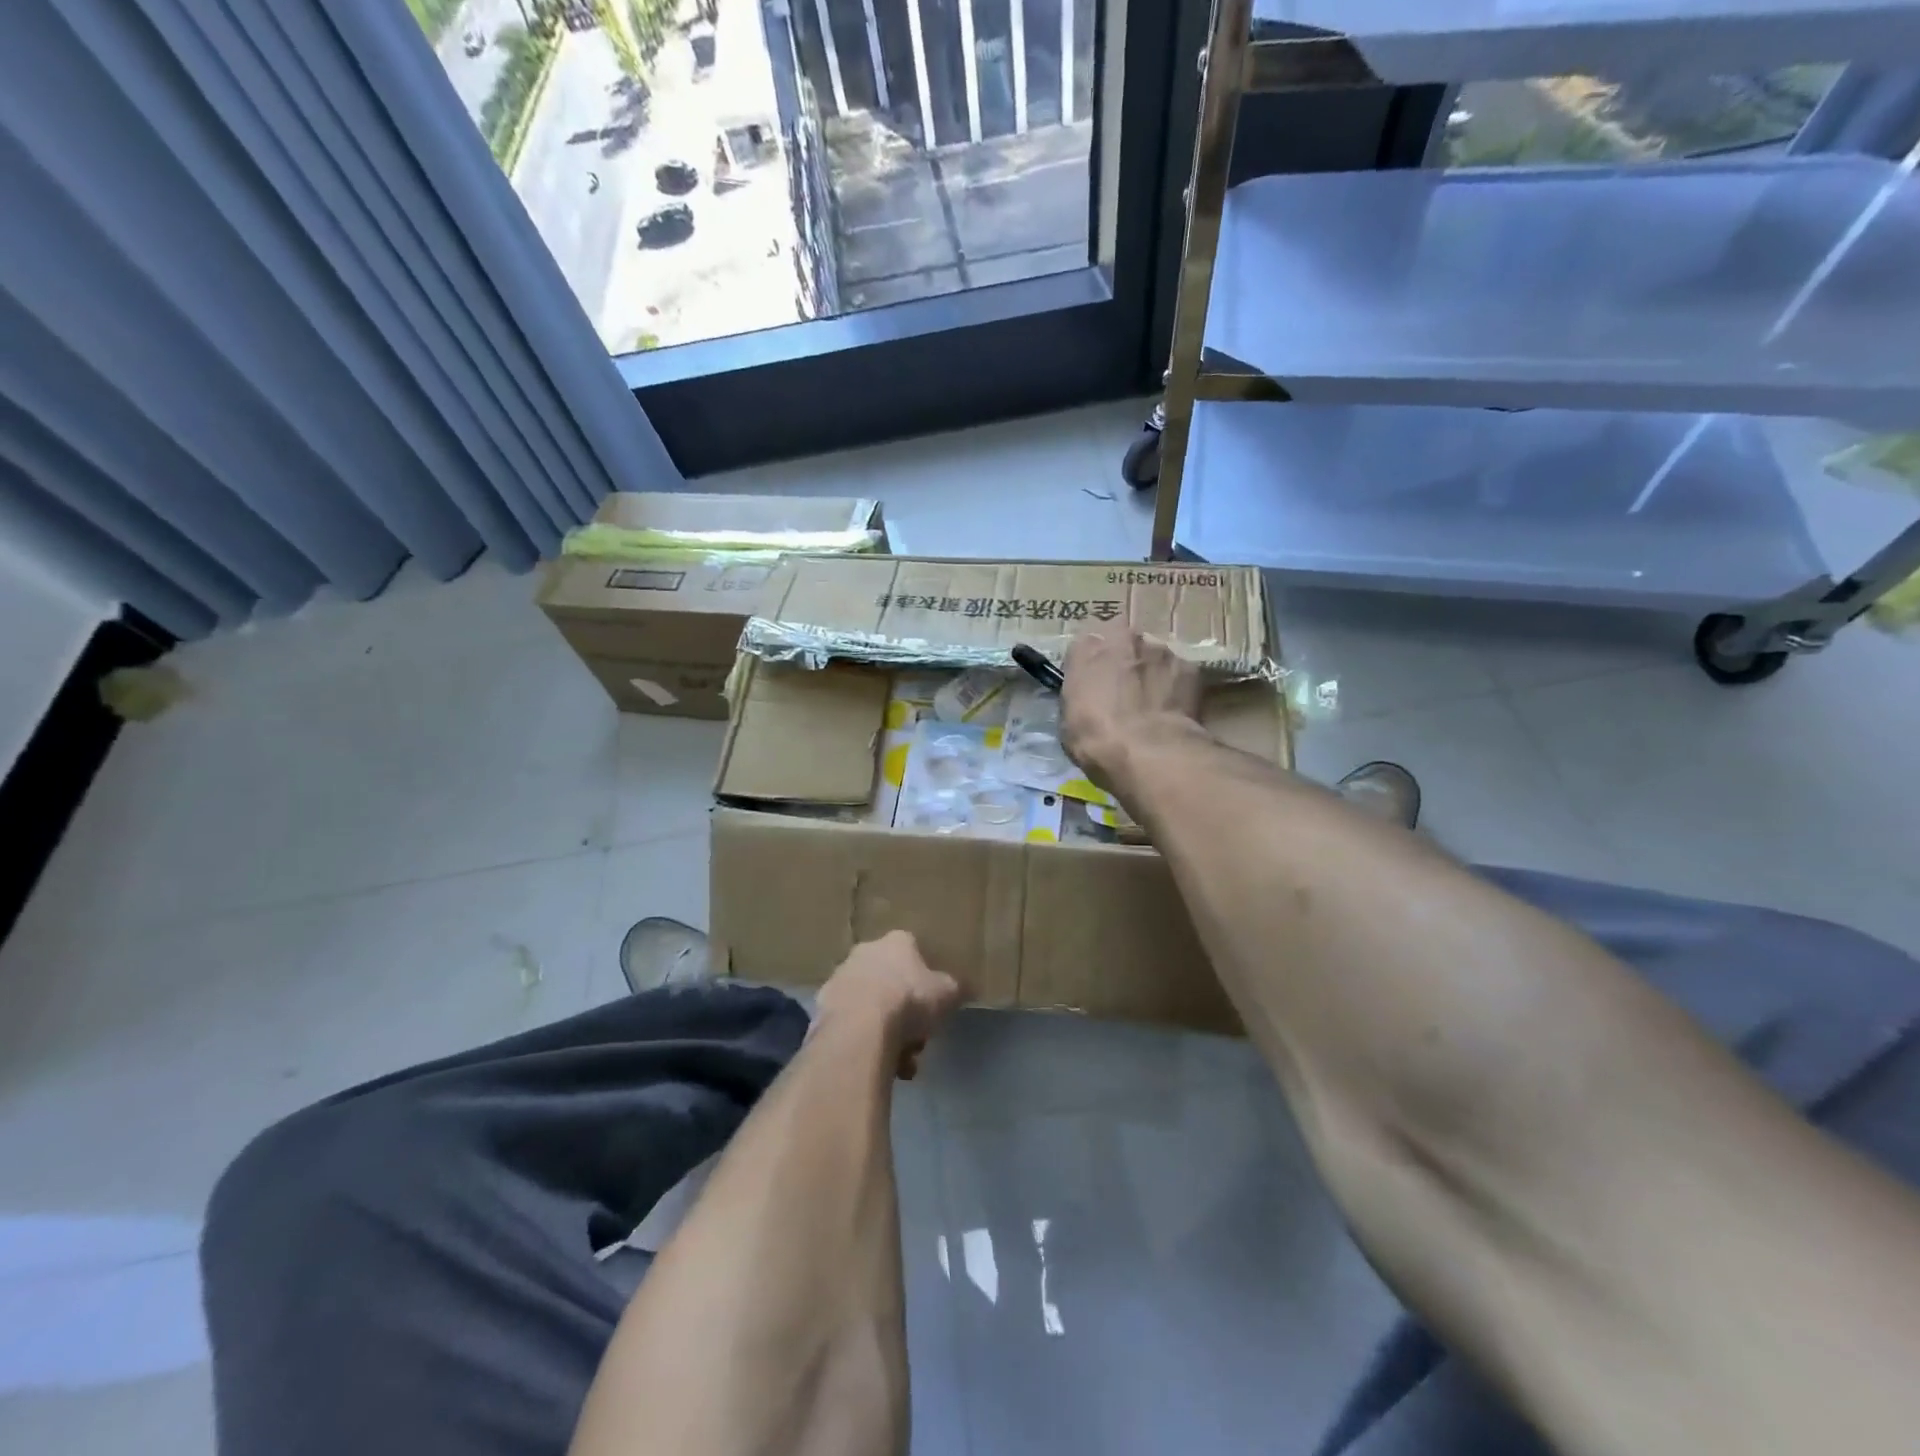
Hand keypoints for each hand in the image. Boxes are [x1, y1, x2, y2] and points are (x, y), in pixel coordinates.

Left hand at [815, 931, 963, 1079]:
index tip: (932, 1006)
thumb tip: (964, 988)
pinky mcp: (822, 1008)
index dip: (925, 981)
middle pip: (890, 982)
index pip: (913, 952)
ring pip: (870, 1006)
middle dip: (904, 1013)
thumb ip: (954, 989)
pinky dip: (864, 1042)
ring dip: (886, 1032)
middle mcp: (864, 952)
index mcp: (896, 942)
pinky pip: (851, 1025)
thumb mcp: (947, 994)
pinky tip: (877, 1064)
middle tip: (917, 1041)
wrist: (859, 1029)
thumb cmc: (909, 1001)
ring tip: (900, 1063)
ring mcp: (839, 978)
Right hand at [1061, 629, 1202, 791]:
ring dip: (1151, 670)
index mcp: (1087, 647)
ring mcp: (1160, 648)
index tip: (1092, 685)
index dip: (1090, 666)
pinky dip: (1175, 685)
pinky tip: (1173, 708)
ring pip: (1153, 654)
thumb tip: (1090, 693)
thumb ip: (1080, 692)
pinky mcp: (1189, 666)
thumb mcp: (1069, 716)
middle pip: (1123, 642)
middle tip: (1124, 690)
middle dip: (1123, 661)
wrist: (1148, 751)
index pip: (1085, 646)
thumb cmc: (1096, 737)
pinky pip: (1178, 671)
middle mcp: (1123, 637)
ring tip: (1153, 701)